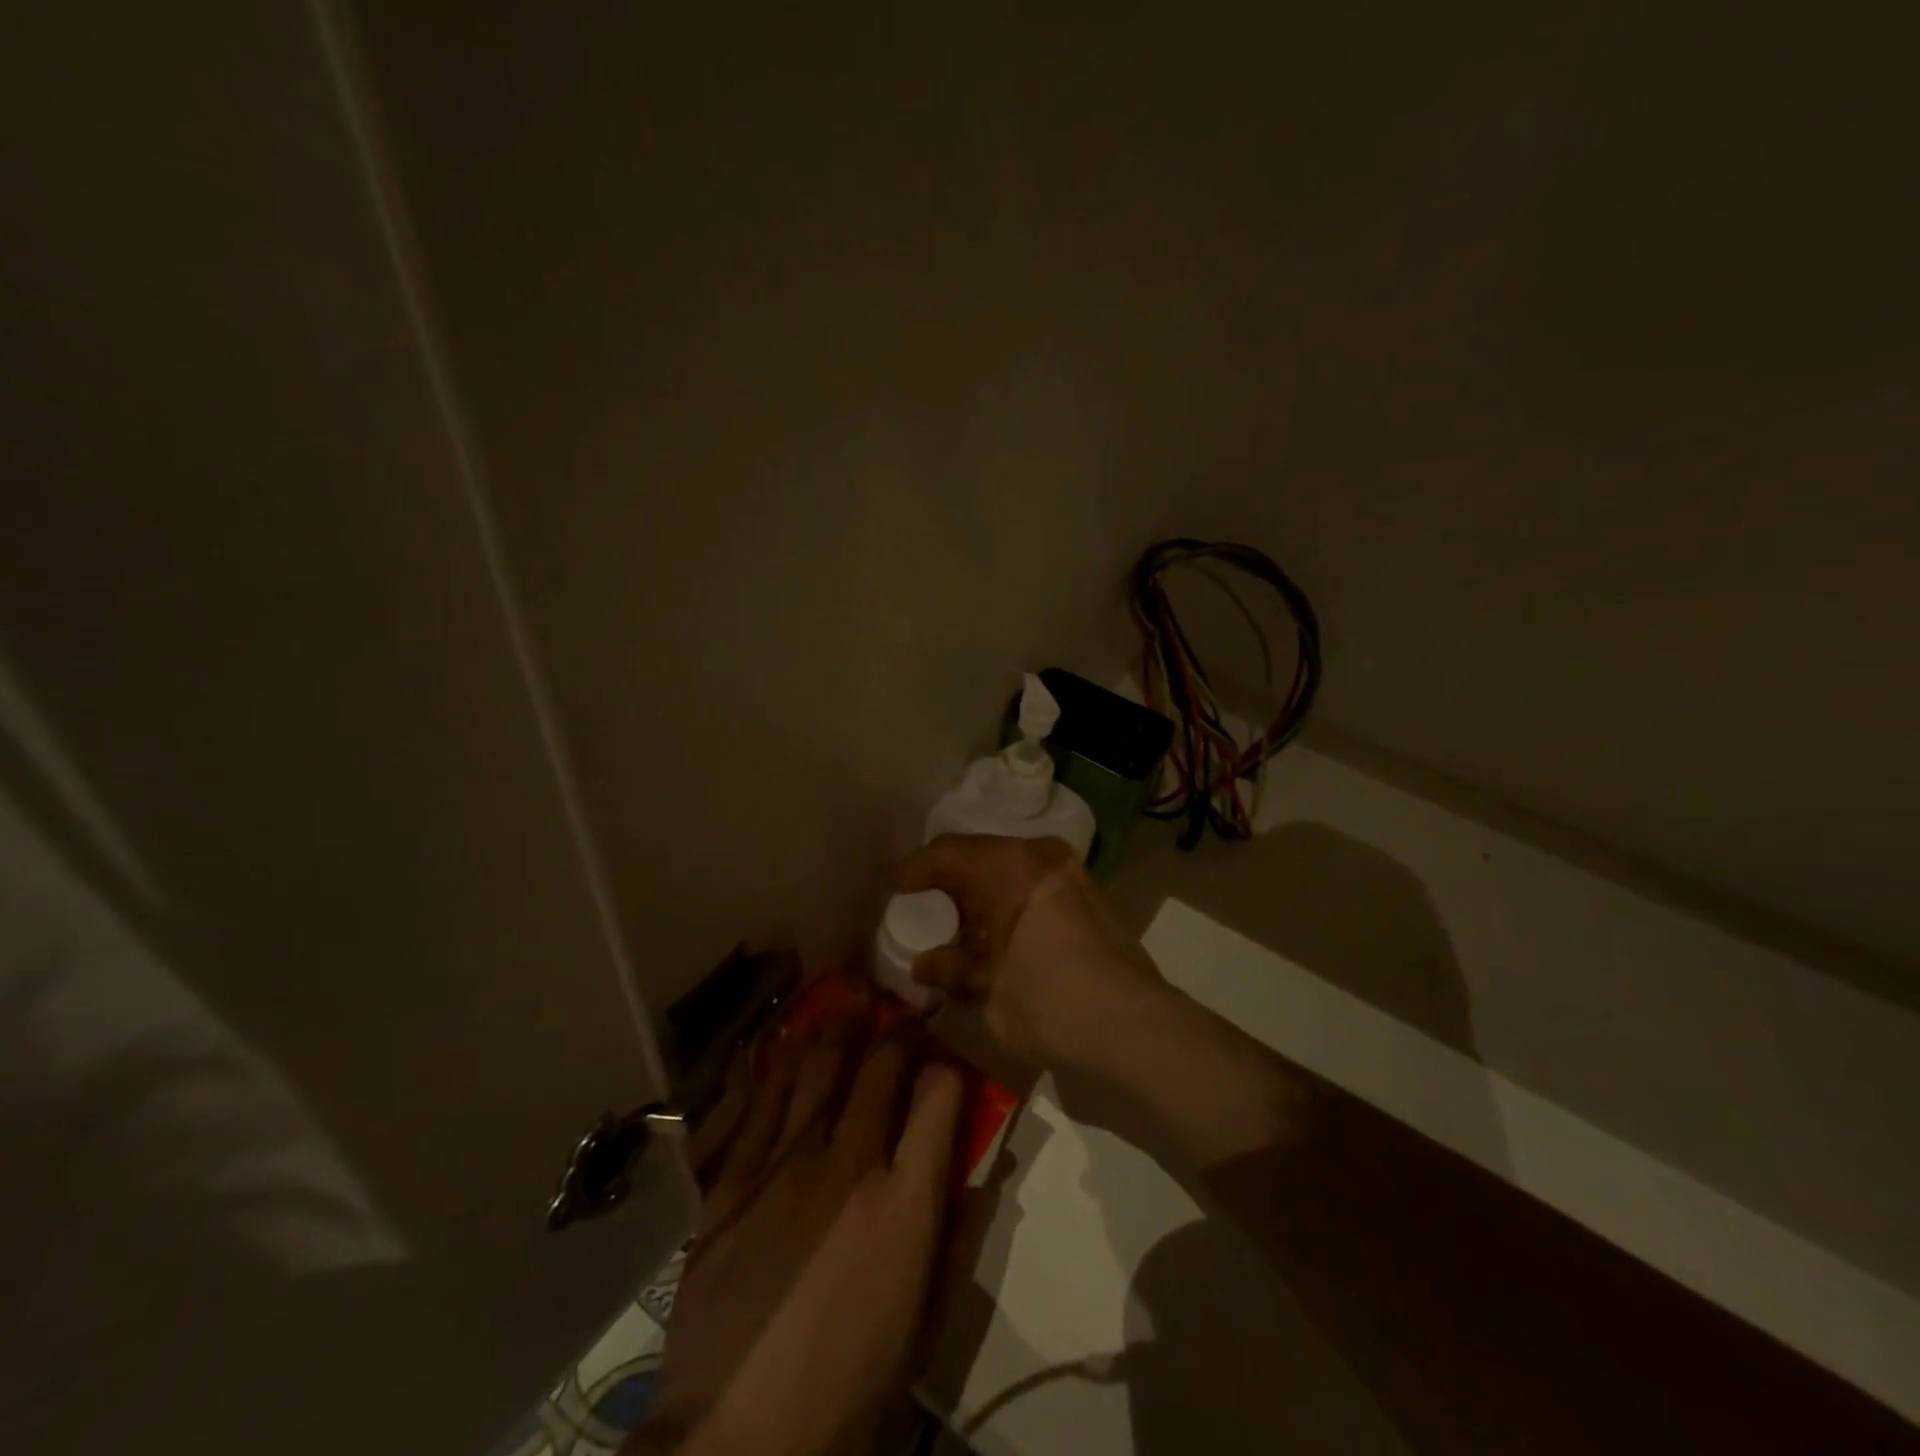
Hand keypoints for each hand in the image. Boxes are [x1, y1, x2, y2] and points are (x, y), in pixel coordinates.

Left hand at [632, 1013, 963, 1455]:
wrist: (739, 1439)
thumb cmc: (850, 1387)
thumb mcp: (923, 1323)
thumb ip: (955, 1238)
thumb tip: (977, 1174)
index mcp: (904, 1204)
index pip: (940, 1099)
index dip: (948, 1067)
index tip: (947, 1058)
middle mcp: (848, 1165)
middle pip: (879, 1070)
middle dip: (896, 1032)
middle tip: (900, 1011)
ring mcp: (784, 1167)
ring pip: (817, 1072)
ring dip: (838, 1031)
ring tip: (849, 1004)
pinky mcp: (732, 1183)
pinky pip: (757, 1106)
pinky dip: (775, 1067)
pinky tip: (785, 1041)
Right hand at [894, 834, 1166, 1073]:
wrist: (1135, 1026)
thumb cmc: (1050, 1002)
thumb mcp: (989, 991)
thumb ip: (952, 970)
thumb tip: (923, 964)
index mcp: (1009, 866)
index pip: (948, 853)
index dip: (916, 869)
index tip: (896, 887)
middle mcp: (1041, 855)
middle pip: (982, 855)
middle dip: (951, 879)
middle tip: (927, 903)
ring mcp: (1072, 872)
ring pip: (1012, 868)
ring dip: (984, 890)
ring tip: (963, 922)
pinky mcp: (1092, 895)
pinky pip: (1037, 882)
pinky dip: (1012, 899)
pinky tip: (1003, 931)